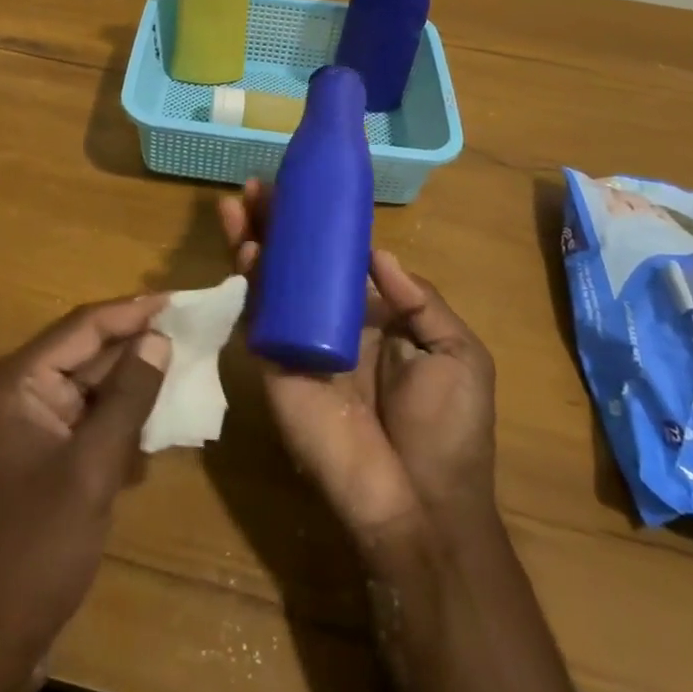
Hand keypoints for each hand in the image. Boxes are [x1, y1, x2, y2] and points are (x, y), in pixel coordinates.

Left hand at [0, 296, 170, 691]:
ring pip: (91, 386)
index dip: (133, 312)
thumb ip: (129, 397)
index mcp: (15, 382)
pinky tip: (158, 423)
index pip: (82, 327)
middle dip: (137, 346)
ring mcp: (28, 425)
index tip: (180, 301)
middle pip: (86, 352)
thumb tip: (159, 339)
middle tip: (192, 333)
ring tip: (186, 368)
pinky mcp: (41, 455)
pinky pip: (87, 419)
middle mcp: (16, 392)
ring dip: (133, 383)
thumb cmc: (36, 548)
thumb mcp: (92, 467)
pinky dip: (120, 418)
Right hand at [220, 181, 496, 543]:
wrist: (419, 504)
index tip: (301, 188)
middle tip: (255, 187)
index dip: (317, 224)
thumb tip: (376, 253)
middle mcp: (329, 321)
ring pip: (269, 280)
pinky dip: (248, 281)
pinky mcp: (274, 365)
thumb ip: (420, 299)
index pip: (336, 258)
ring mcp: (297, 341)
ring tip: (236, 202)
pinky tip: (244, 248)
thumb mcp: (456, 353)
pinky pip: (257, 317)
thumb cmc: (448, 429)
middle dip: (274, 223)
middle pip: (294, 261)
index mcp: (373, 315)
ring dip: (251, 240)